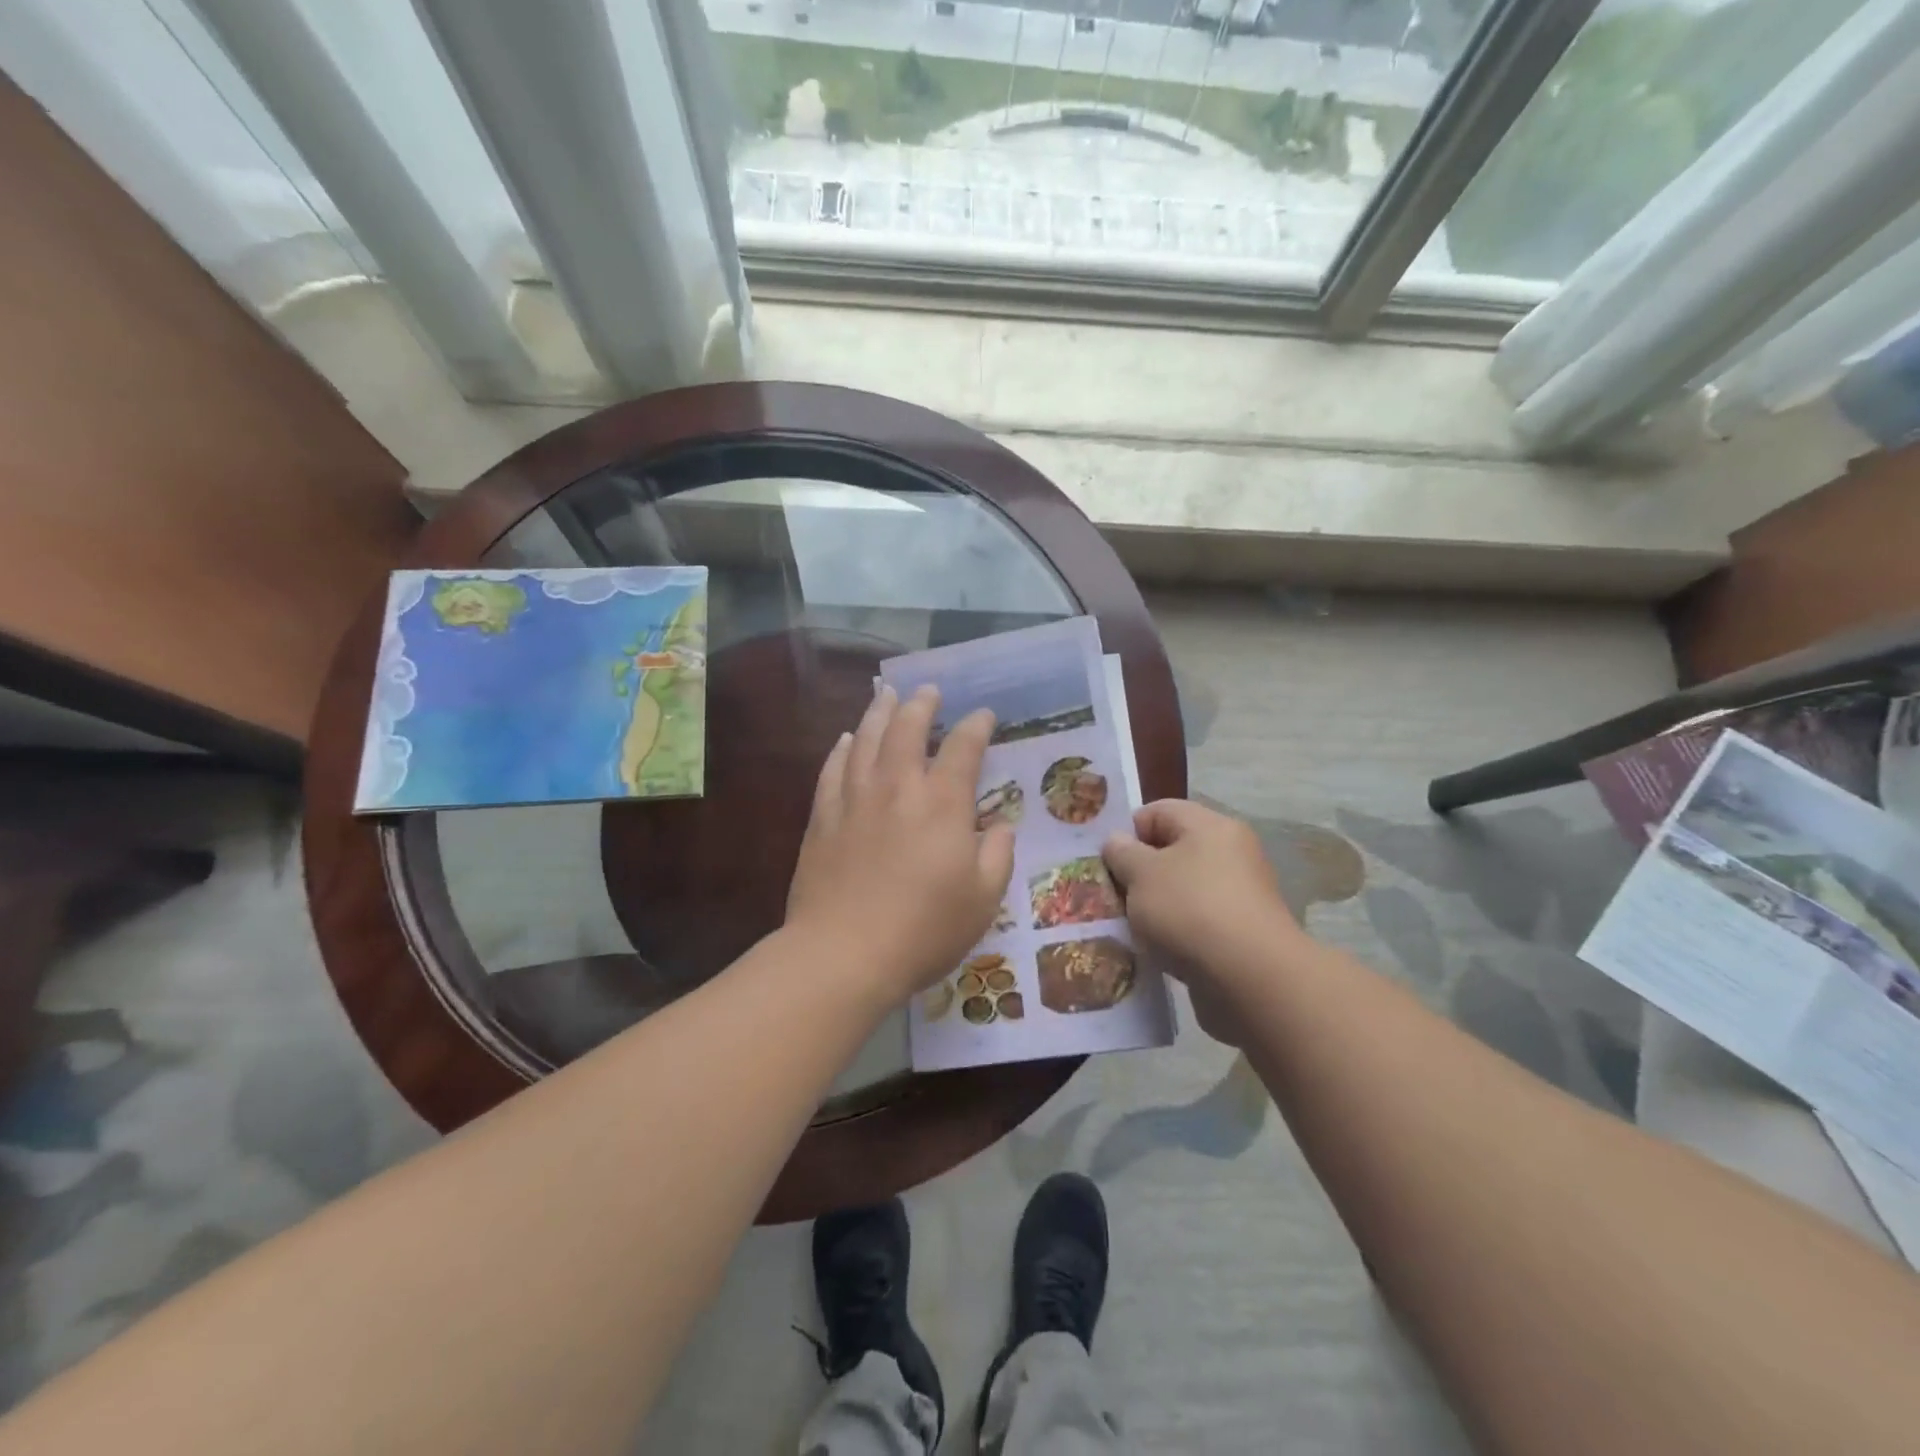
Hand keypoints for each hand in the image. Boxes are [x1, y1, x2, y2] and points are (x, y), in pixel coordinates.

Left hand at [786, 684, 1014, 1008]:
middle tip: (928, 691)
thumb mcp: (983, 899)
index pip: (963, 748)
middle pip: (907, 729)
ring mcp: (854, 800)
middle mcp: (897, 788)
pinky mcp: (822, 819)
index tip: (983, 715)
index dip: (976, 726)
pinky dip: (841, 749)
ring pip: (866, 740)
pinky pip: (832, 770)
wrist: (843, 953)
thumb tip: (1000, 824)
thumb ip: (997, 854)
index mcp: (942, 804)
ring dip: (879, 713)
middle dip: (921, 704)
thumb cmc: (924, 930)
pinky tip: (846, 739)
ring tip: (885, 694)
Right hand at [1102, 800, 1303, 1043]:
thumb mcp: (1141, 874)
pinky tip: (1155, 951)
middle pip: (1170, 851)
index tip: (1106, 862)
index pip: (1158, 811)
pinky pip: (1196, 922)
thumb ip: (1122, 853)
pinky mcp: (1241, 933)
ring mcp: (1239, 895)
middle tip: (1110, 895)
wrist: (1251, 980)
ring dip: (1153, 906)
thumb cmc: (1190, 911)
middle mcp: (1230, 853)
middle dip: (1137, 873)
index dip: (1127, 832)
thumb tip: (1117, 842)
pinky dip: (1174, 932)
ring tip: (1129, 927)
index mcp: (1210, 826)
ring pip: (1181, 889)